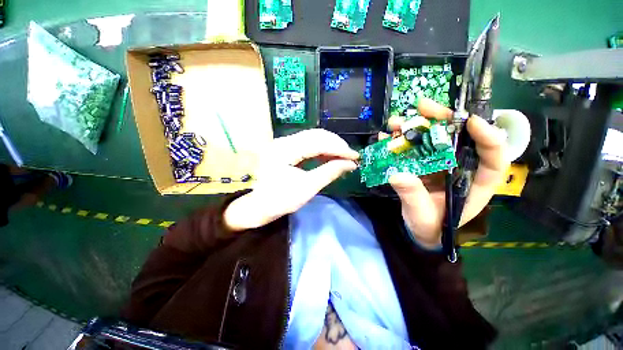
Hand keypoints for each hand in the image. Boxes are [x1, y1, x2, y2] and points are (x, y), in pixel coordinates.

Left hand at [224, 129, 358, 231]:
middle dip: (336, 145)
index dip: (340, 148)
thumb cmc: (279, 200)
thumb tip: (350, 165)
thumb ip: (329, 173)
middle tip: (350, 157)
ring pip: (313, 138)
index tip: (355, 157)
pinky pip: (307, 144)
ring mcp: (283, 144)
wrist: (255, 206)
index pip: (319, 142)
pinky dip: (321, 150)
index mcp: (285, 150)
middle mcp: (283, 141)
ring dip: (330, 146)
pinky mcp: (285, 149)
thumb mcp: (307, 188)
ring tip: (343, 157)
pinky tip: (330, 157)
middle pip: (316, 135)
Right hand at [385, 98, 507, 248]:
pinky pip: (412, 147)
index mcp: (473, 183)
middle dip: (442, 119)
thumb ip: (414, 197)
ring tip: (395, 123)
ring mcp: (438, 163)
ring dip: (414, 127)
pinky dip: (399, 140)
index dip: (487, 136)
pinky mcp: (420, 164)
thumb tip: (399, 175)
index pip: (493, 157)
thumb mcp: (423, 217)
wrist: (419, 228)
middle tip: (422, 107)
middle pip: (458, 137)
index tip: (471, 120)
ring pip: (432, 138)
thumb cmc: (429, 226)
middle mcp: (458, 167)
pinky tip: (386, 136)